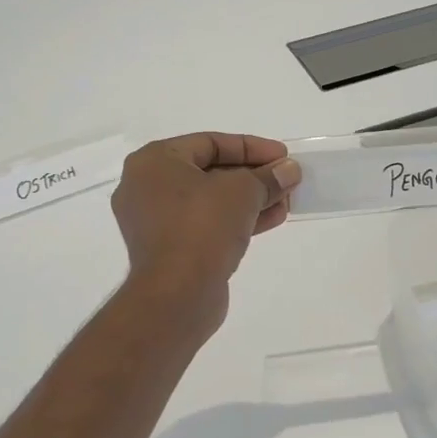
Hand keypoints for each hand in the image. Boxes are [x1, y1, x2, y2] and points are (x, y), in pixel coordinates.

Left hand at [111, 133, 300, 333]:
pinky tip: (271, 220)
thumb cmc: (202, 226)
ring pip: (210, 201)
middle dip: (253, 176)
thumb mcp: (242, 192)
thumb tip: (289, 171)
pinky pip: (205, 225)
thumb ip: (267, 177)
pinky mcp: (168, 250)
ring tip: (286, 201)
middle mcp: (147, 187)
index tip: (282, 156)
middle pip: (210, 171)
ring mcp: (154, 221)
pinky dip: (235, 220)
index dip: (251, 147)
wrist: (176, 294)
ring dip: (249, 200)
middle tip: (286, 179)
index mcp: (153, 161)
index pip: (210, 143)